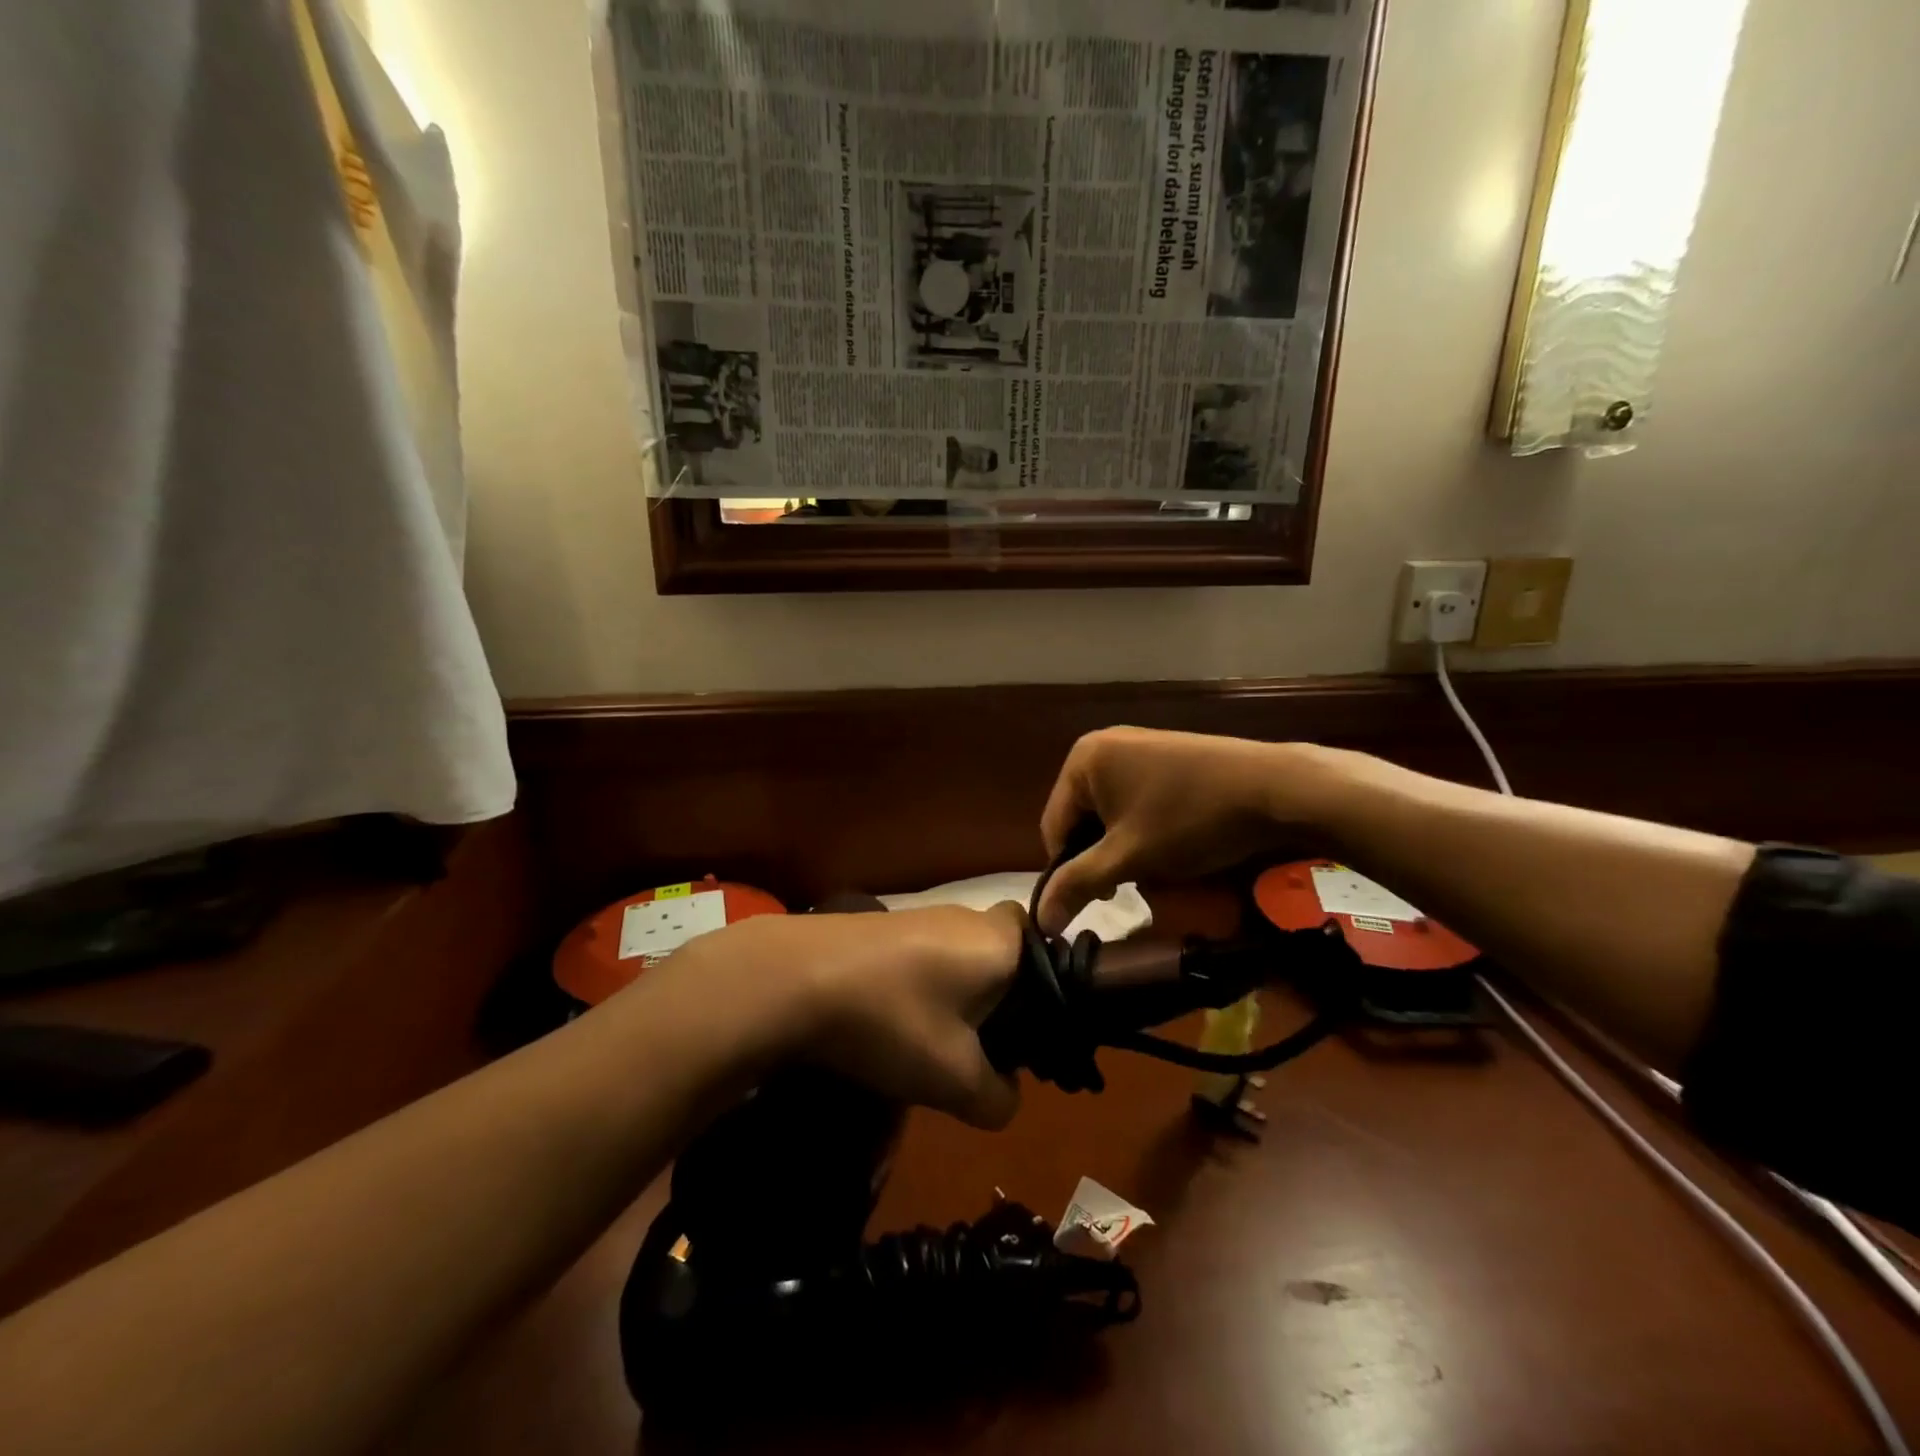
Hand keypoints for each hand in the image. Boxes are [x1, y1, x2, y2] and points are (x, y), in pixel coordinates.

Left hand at [682, 904, 1025, 1129]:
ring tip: (935, 1046)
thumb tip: (1007, 1096)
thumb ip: (999, 1097)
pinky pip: (925, 958)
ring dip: (958, 999)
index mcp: (1000, 942)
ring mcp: (921, 916)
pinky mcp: (884, 927)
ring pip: (961, 959)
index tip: (1031, 1033)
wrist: (794, 978)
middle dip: (1001, 1002)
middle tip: (987, 1050)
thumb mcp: (956, 1080)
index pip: (1049, 945)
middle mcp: (967, 917)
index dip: (1047, 988)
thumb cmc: (894, 1020)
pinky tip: (895, 1024)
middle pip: (1003, 956)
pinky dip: (922, 990)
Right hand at [1038, 728, 1314, 932]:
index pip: (1054, 827)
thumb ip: (1078, 885)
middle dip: (1101, 856)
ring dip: (1123, 845)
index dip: (1069, 870)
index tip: (1102, 897)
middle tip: (1131, 884)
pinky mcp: (1166, 754)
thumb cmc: (1189, 820)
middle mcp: (1103, 744)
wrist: (1275, 788)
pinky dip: (1144, 826)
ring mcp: (1137, 745)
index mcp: (1082, 759)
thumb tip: (1039, 920)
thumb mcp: (1128, 858)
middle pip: (1082, 817)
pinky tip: (1171, 842)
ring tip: (1154, 866)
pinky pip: (1136, 797)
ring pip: (1111, 811)